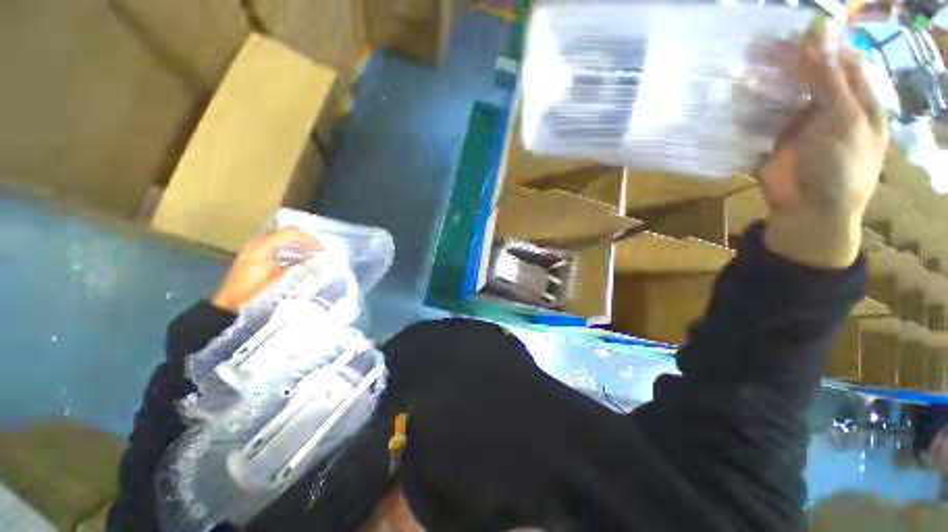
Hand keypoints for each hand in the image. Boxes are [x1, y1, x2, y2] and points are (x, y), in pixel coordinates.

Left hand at [212, 228, 321, 312]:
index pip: (289, 234)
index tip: (323, 250)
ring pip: (281, 242)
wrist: (230, 309)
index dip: (308, 239)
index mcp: (261, 247)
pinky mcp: (254, 261)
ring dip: (298, 247)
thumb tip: (316, 260)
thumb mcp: (280, 281)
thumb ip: (299, 267)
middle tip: (320, 251)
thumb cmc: (255, 295)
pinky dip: (290, 253)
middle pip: (285, 235)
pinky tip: (299, 264)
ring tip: (313, 256)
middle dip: (305, 241)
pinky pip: (276, 250)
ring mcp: (253, 253)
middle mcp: (256, 245)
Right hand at [761, 17, 888, 268]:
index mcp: (856, 98)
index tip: (792, 29)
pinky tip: (736, 97)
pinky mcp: (774, 139)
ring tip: (741, 69)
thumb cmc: (841, 168)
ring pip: (781, 92)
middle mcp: (828, 105)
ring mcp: (800, 122)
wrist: (810, 213)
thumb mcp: (844, 119)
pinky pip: (761, 116)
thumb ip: (829, 78)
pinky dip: (749, 107)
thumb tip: (818, 31)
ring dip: (763, 81)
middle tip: (757, 45)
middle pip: (807, 72)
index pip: (839, 58)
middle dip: (786, 59)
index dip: (819, 42)